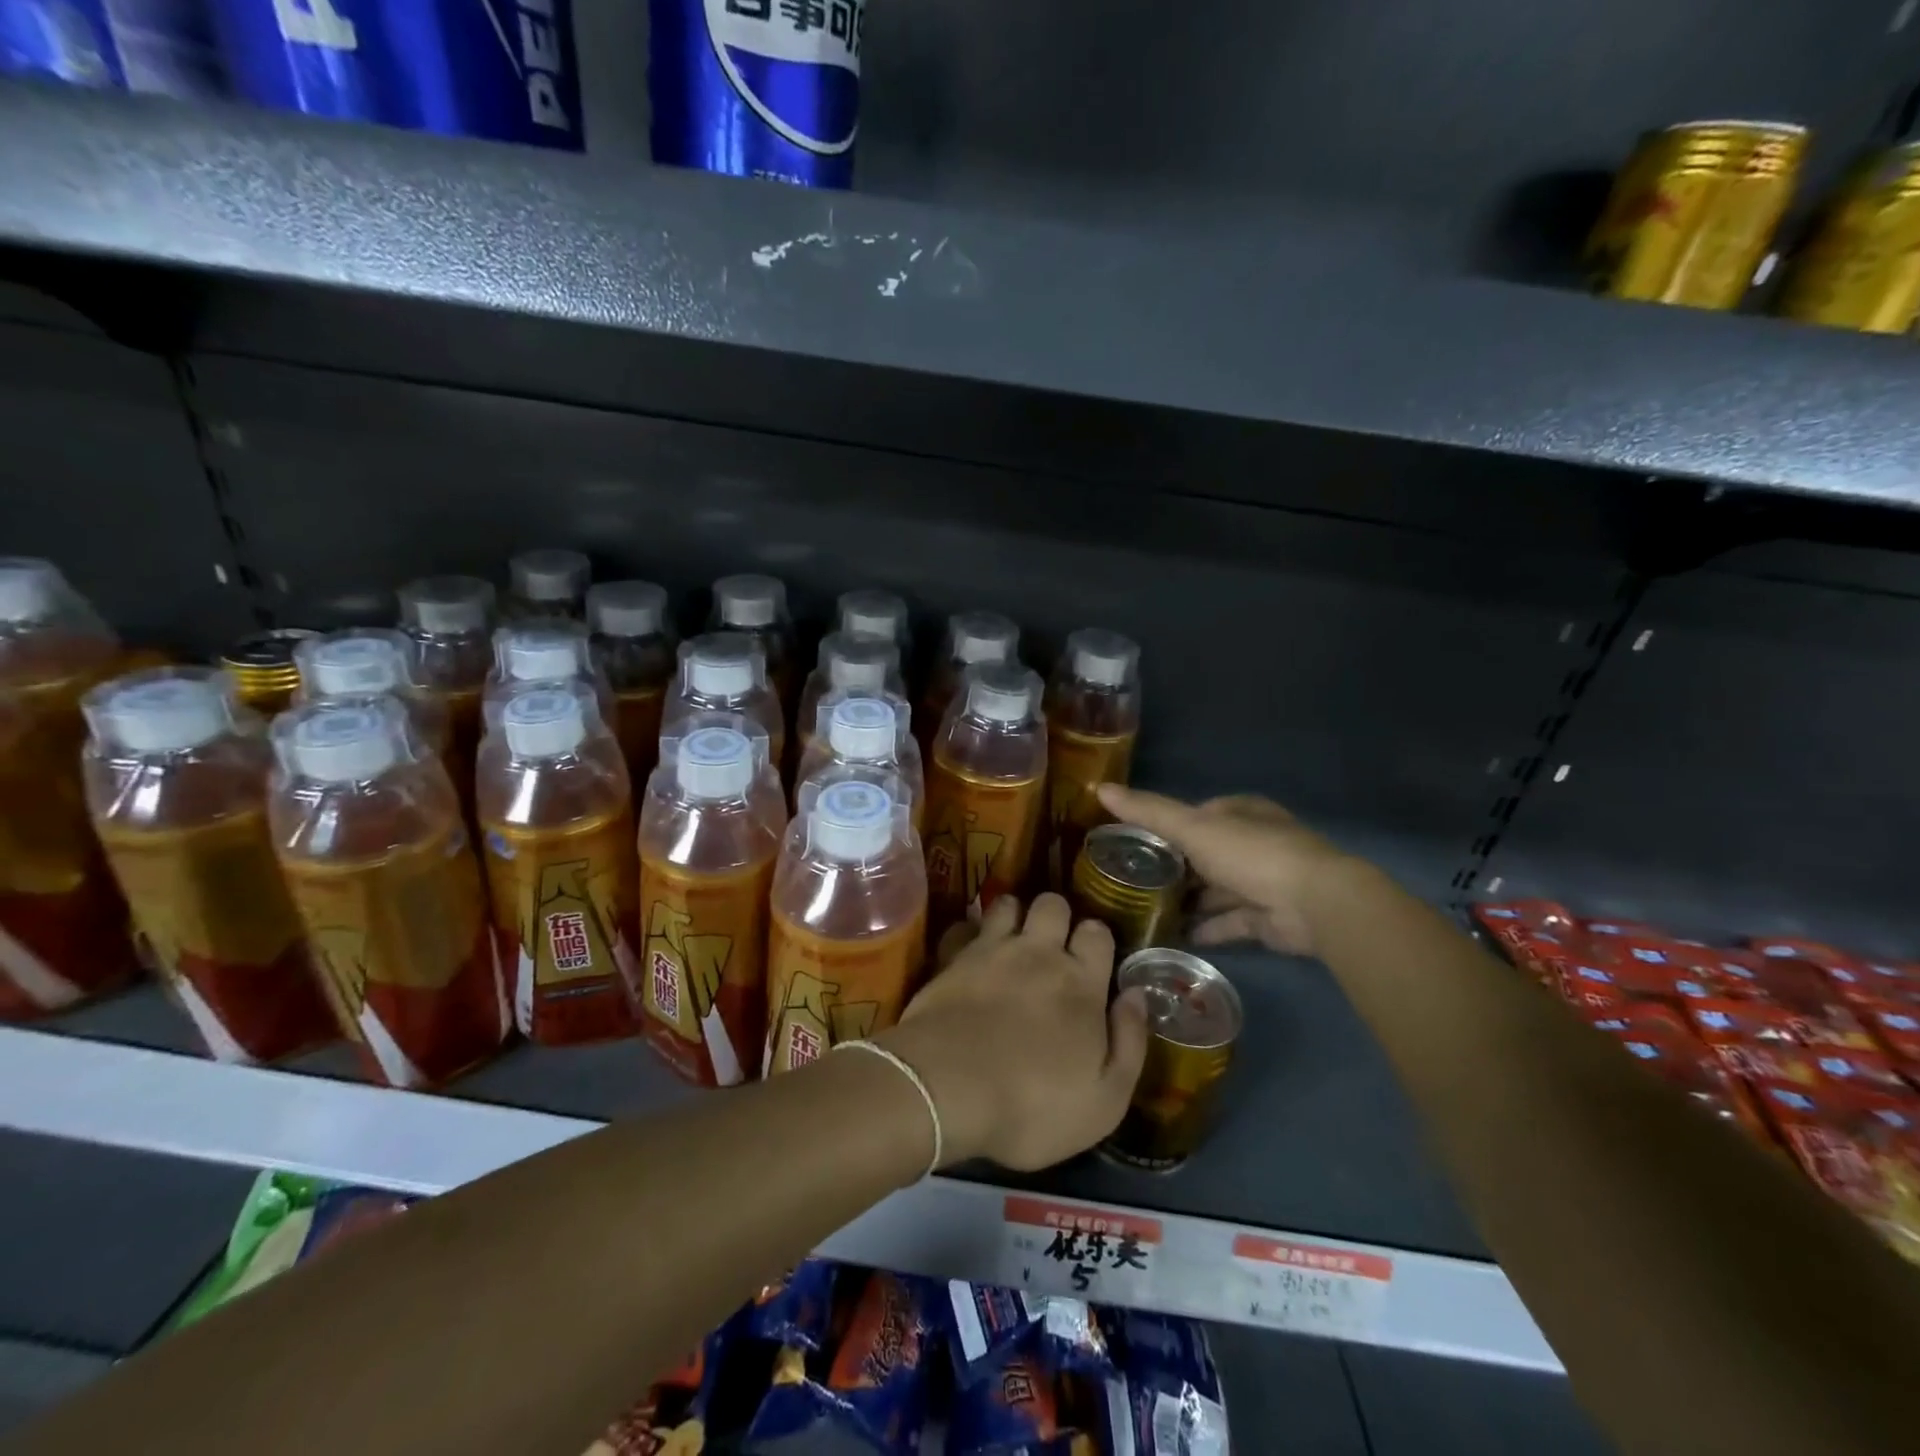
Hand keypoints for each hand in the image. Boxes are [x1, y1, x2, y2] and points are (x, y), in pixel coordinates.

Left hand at [877, 894, 1149, 1171]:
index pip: (1097, 932)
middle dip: (1056, 916)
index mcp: (1081, 983)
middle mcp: (1038, 953)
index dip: (1096, 939)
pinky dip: (967, 932)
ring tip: (1010, 941)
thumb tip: (1136, 995)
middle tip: (1051, 945)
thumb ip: (1130, 1042)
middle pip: (1052, 904)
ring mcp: (990, 950)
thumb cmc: (1033, 1105)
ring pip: (1007, 903)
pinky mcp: (951, 958)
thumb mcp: (1105, 1099)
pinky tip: (968, 951)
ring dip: (1012, 915)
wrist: (947, 1090)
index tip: (1091, 959)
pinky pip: (963, 925)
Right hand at [1096, 785, 1352, 957]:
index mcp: (1238, 812)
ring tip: (1144, 911)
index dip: (1164, 825)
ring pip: (1215, 889)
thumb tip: (1100, 788)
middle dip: (1174, 867)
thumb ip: (1148, 812)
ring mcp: (1262, 881)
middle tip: (1130, 882)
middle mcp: (1252, 843)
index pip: (1194, 815)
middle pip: (1203, 854)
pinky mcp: (1266, 917)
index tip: (1131, 842)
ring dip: (1188, 900)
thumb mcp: (1192, 827)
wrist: (1315, 903)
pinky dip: (1205, 928)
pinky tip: (1174, 935)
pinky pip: (1227, 921)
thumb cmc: (1251, 853)